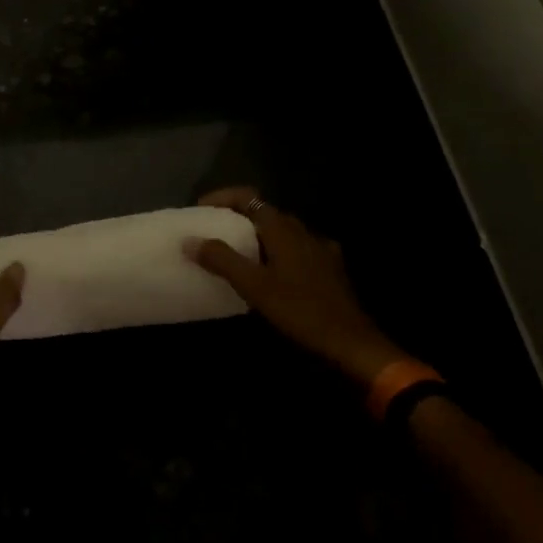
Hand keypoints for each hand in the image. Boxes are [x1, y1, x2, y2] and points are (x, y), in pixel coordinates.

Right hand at [186, 187, 404, 389]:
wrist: (353, 345)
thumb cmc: (301, 311)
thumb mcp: (254, 286)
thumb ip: (221, 259)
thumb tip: (189, 240)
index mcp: (284, 229)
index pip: (249, 197)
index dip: (222, 198)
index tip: (200, 210)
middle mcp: (303, 232)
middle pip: (265, 213)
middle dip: (237, 217)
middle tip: (213, 232)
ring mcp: (320, 251)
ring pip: (282, 233)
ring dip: (257, 236)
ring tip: (237, 253)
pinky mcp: (329, 271)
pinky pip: (296, 251)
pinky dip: (277, 253)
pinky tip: (271, 273)